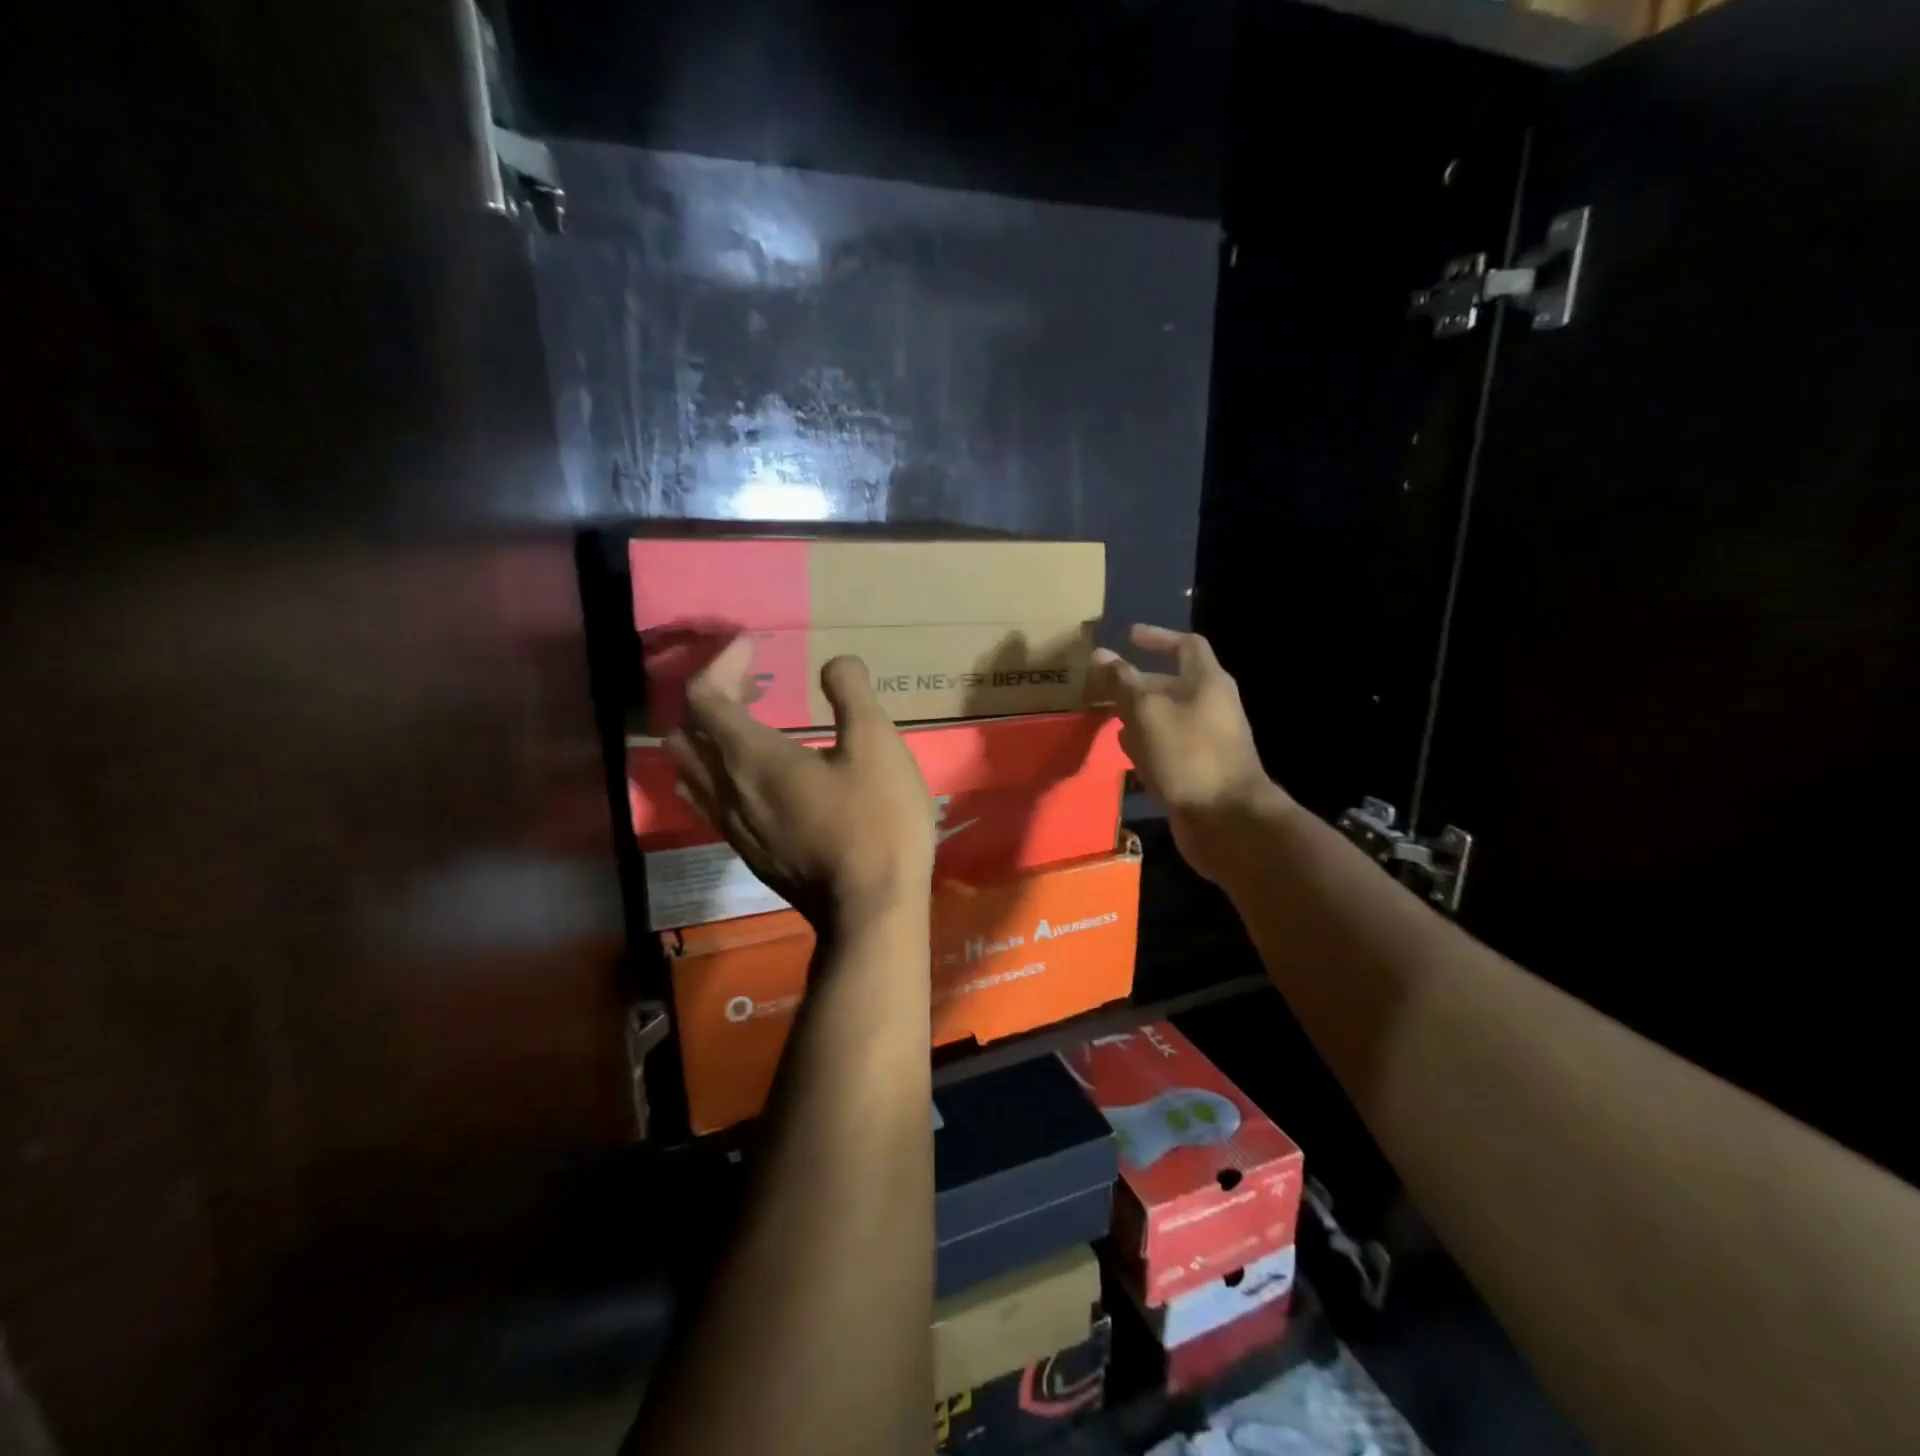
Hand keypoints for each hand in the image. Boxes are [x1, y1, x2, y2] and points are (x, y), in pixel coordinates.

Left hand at [665, 639, 934, 933]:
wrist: (871, 910)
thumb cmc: (877, 822)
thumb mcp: (877, 744)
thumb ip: (851, 692)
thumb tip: (835, 663)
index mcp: (750, 756)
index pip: (703, 695)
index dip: (722, 662)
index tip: (755, 646)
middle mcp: (726, 789)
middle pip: (684, 732)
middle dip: (710, 696)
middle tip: (753, 684)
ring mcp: (732, 826)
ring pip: (690, 771)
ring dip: (708, 737)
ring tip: (750, 725)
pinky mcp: (747, 852)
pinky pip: (709, 800)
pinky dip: (720, 771)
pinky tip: (762, 777)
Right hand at [1089, 624, 1288, 884]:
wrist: (1226, 819)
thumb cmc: (1188, 754)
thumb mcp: (1147, 710)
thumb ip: (1122, 681)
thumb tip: (1100, 654)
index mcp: (1206, 682)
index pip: (1185, 645)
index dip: (1157, 637)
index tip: (1128, 637)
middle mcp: (1210, 706)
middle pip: (1170, 684)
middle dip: (1136, 684)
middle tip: (1100, 687)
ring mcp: (1206, 741)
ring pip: (1165, 718)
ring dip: (1137, 717)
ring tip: (1106, 719)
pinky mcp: (1197, 770)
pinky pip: (1167, 748)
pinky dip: (1147, 746)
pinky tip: (1127, 756)